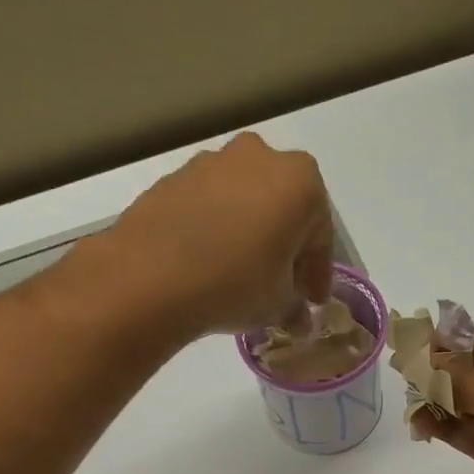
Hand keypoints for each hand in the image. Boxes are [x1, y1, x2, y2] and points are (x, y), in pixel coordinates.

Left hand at [95, 133, 333, 341]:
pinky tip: (209, 264)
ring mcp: (212, 162)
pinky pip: (210, 206)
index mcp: (300, 181)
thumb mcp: (278, 305)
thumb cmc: (236, 284)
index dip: (318, 273)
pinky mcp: (174, 177)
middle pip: (284, 208)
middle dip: (286, 245)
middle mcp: (259, 157)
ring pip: (245, 202)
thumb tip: (297, 317)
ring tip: (241, 275)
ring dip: (250, 234)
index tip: (312, 300)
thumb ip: (295, 307)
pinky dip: (217, 230)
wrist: (151, 277)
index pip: (321, 235)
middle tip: (281, 284)